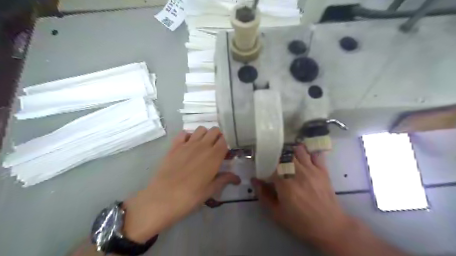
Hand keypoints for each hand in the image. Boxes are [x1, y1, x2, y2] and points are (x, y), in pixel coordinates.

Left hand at [121, 127, 241, 242]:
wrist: (163, 198)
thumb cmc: (191, 196)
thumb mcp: (210, 190)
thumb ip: (224, 179)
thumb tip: (238, 178)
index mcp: (214, 156)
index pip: (224, 141)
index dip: (225, 145)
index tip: (224, 153)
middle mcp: (203, 145)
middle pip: (214, 131)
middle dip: (217, 136)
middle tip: (215, 148)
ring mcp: (187, 144)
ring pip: (200, 129)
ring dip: (204, 134)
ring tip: (202, 146)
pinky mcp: (174, 146)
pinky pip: (183, 133)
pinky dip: (188, 136)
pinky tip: (187, 146)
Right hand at [253, 144, 351, 245]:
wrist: (330, 227)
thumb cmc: (300, 222)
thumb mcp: (277, 213)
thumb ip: (263, 195)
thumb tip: (254, 180)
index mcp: (284, 182)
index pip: (269, 164)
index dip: (263, 163)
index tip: (261, 166)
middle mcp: (297, 171)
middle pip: (283, 154)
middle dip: (276, 155)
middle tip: (274, 162)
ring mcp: (311, 169)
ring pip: (298, 150)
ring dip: (291, 152)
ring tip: (288, 158)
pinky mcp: (322, 170)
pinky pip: (315, 153)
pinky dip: (309, 152)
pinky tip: (304, 156)